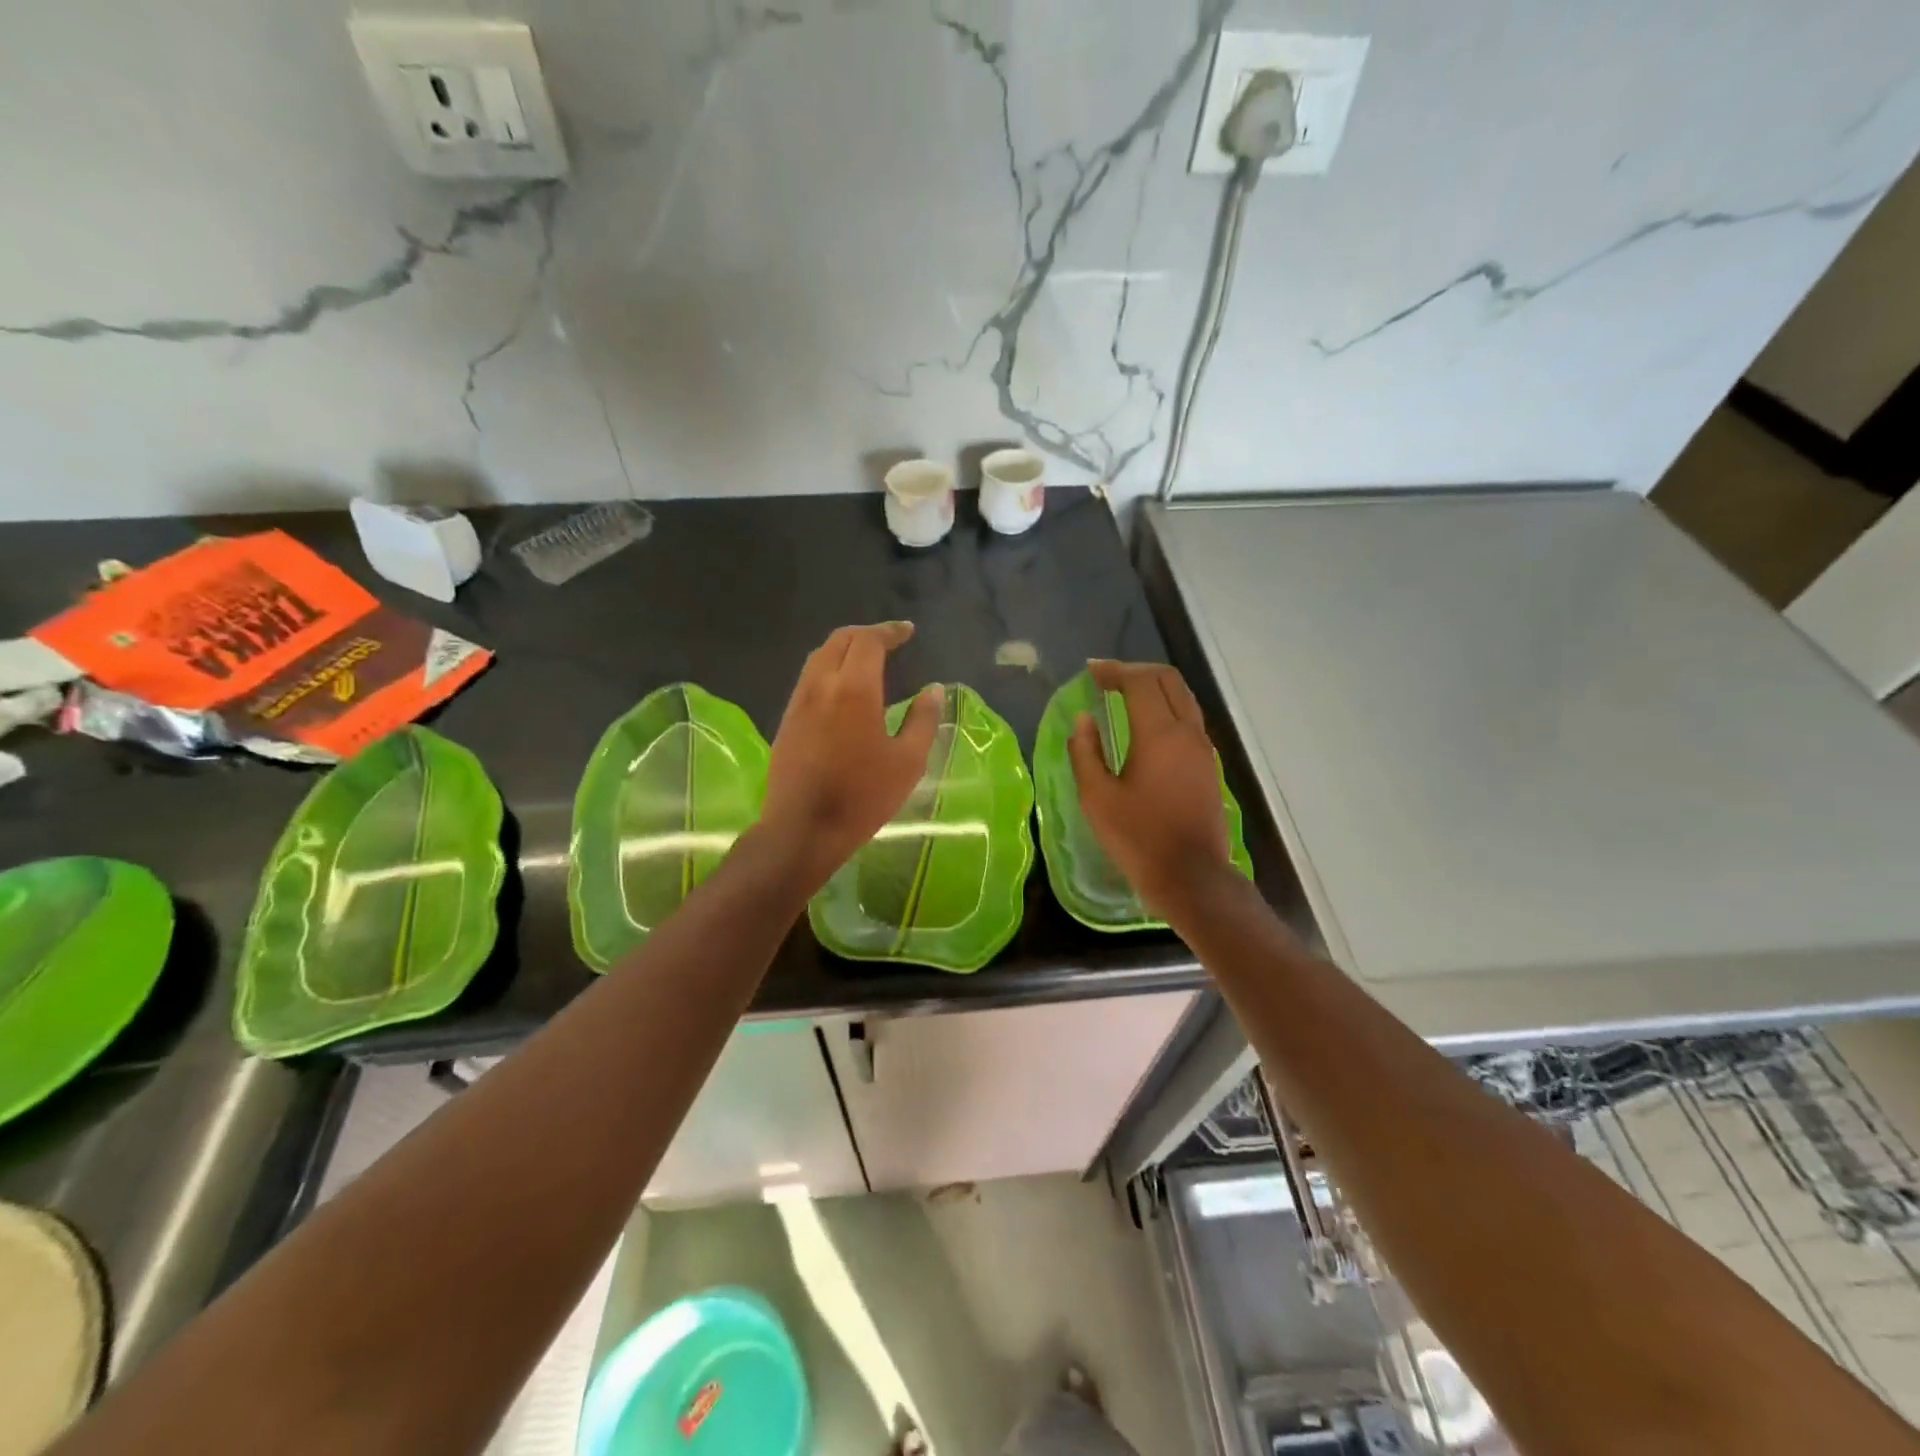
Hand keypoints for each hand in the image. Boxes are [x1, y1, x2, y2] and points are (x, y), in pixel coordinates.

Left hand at [760, 622, 943, 885]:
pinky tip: (842, 689)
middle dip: (865, 634)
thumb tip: (933, 689)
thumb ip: (923, 720)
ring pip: (819, 657)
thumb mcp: (907, 762)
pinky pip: (808, 679)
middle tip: (888, 640)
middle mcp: (821, 685)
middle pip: (839, 640)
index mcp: (854, 689)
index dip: (889, 631)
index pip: (869, 641)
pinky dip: (829, 668)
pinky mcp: (787, 720)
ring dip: (843, 648)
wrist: (803, 828)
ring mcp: (798, 702)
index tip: (907, 632)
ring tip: (866, 659)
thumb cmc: (863, 796)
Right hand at [1068, 660, 1234, 918]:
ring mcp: (1203, 748)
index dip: (1114, 670)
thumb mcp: (1097, 797)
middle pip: (1168, 680)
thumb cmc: (1138, 838)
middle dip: (1137, 671)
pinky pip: (1189, 718)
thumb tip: (1083, 719)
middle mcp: (1187, 731)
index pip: (1139, 681)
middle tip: (1107, 678)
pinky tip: (1145, 724)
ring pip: (1183, 697)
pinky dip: (1166, 706)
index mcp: (1159, 734)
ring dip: (1154, 687)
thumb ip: (1086, 752)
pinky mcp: (1208, 765)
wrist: (1191, 876)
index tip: (1091, 671)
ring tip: (1124, 695)